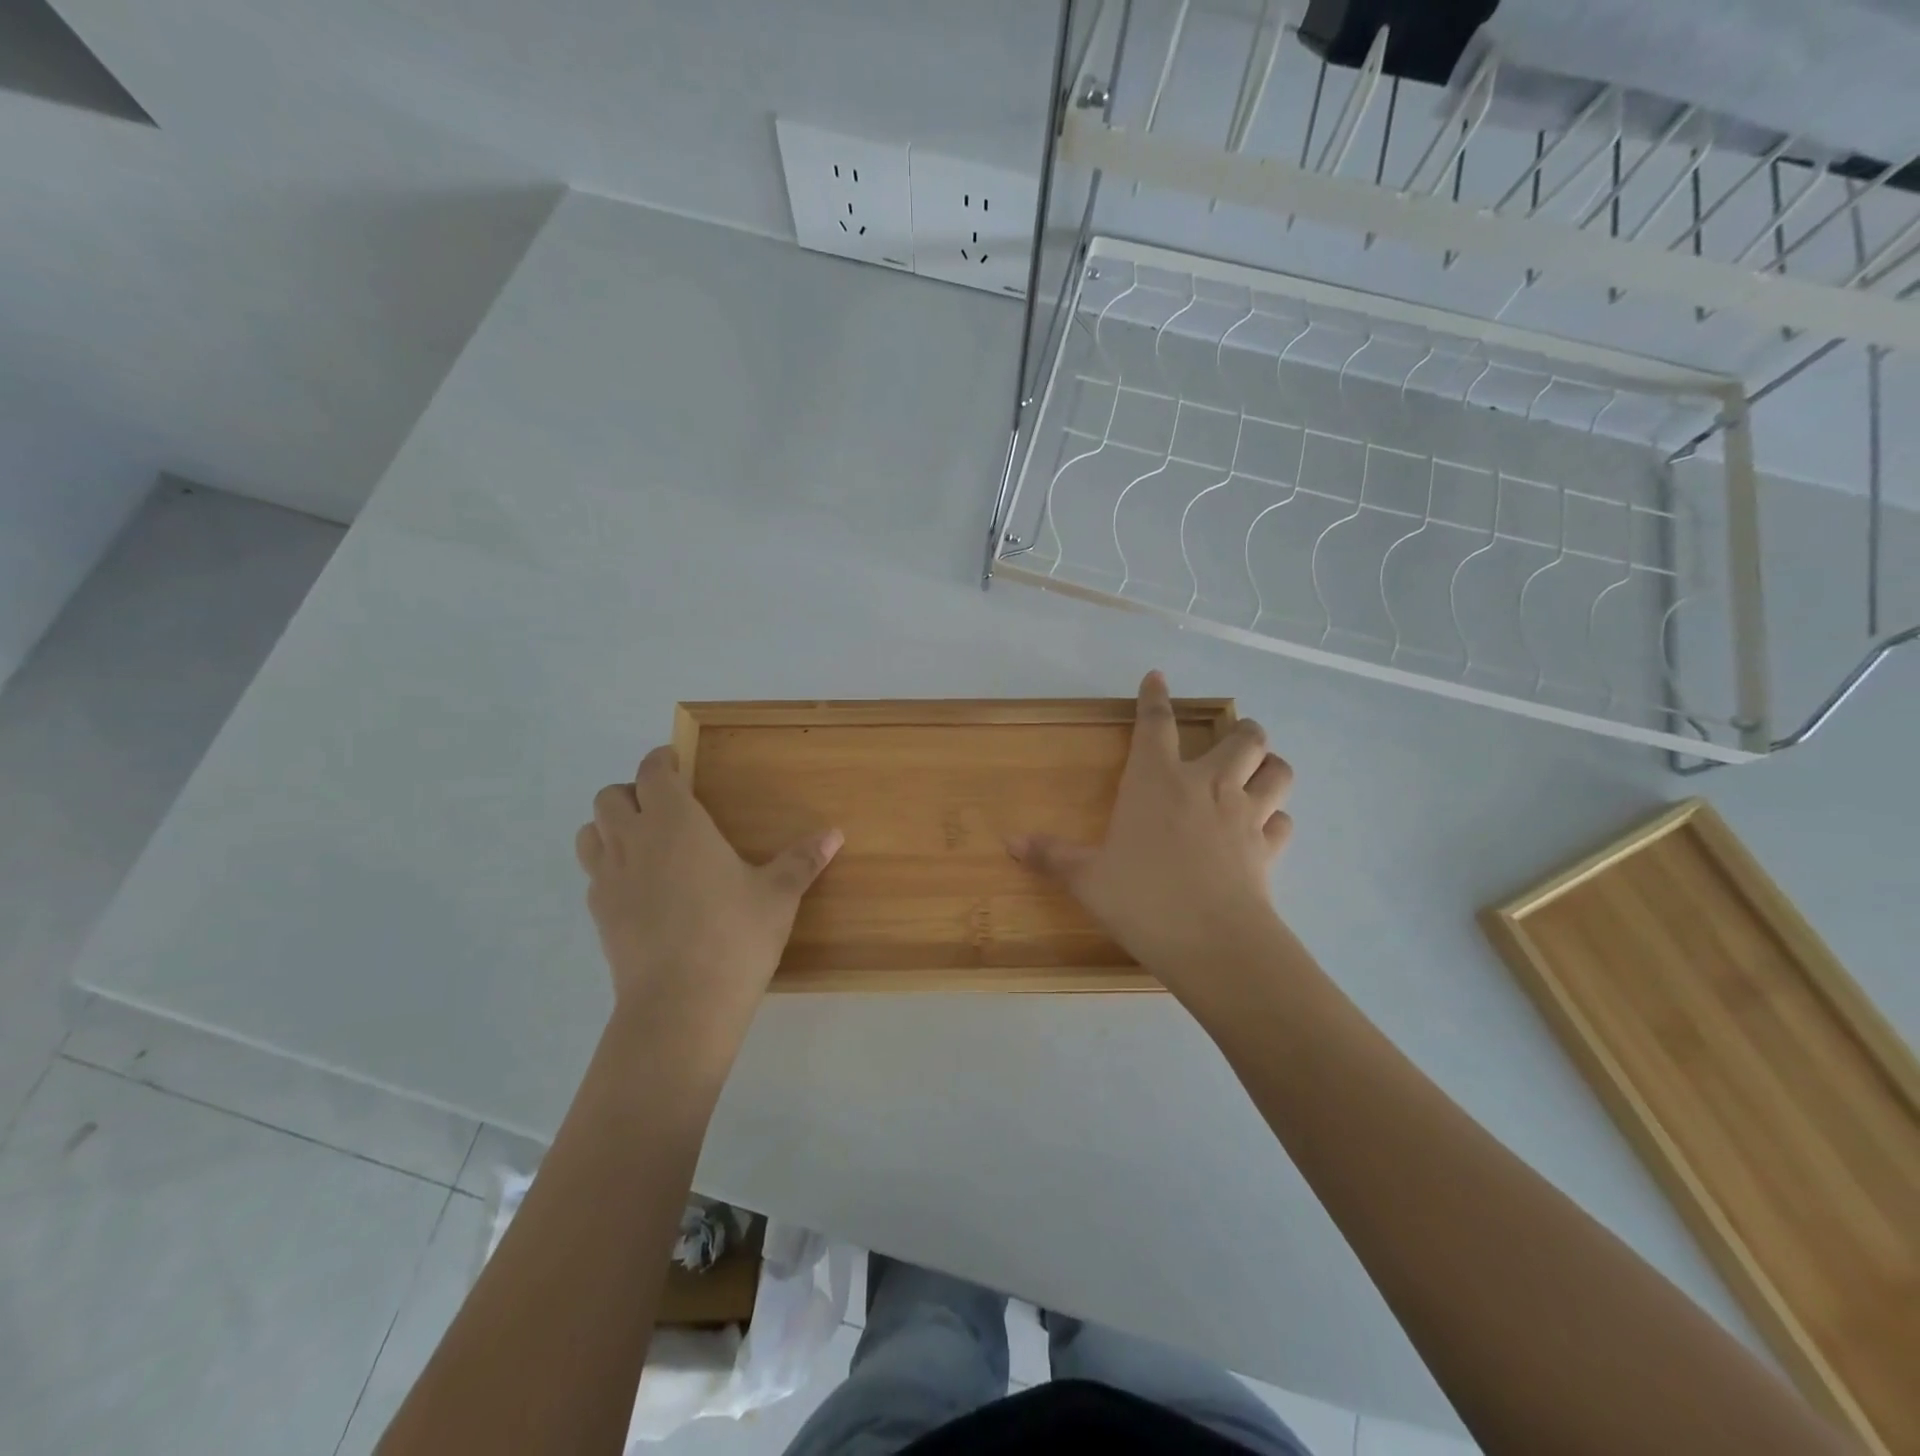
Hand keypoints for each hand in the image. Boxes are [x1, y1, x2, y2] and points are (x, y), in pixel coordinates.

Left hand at [575, 746, 841, 1047]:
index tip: (677, 763)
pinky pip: (594, 873)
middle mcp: (633, 840)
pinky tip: (641, 888)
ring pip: (591, 831)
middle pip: (611, 796)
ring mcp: (608, 878)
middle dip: (634, 793)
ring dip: (612, 826)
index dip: (662, 761)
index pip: (653, 772)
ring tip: (647, 843)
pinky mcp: (599, 914)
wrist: (680, 1005)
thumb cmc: (734, 936)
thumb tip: (835, 834)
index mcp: (675, 822)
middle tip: (667, 809)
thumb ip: (802, 860)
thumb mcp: (778, 896)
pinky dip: (610, 866)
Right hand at [1007, 671, 1291, 996]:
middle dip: (1241, 730)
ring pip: (1276, 771)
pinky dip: (1276, 817)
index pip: (1156, 724)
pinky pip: (1283, 821)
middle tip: (1232, 738)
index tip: (1156, 677)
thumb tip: (1010, 842)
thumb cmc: (1142, 898)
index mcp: (1156, 781)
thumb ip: (1052, 856)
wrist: (1212, 942)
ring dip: (1270, 764)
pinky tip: (1266, 827)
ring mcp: (1244, 815)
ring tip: (1259, 770)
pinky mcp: (1267, 849)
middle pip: (1242, 737)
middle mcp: (1206, 786)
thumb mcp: (1087, 879)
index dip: (1155, 697)